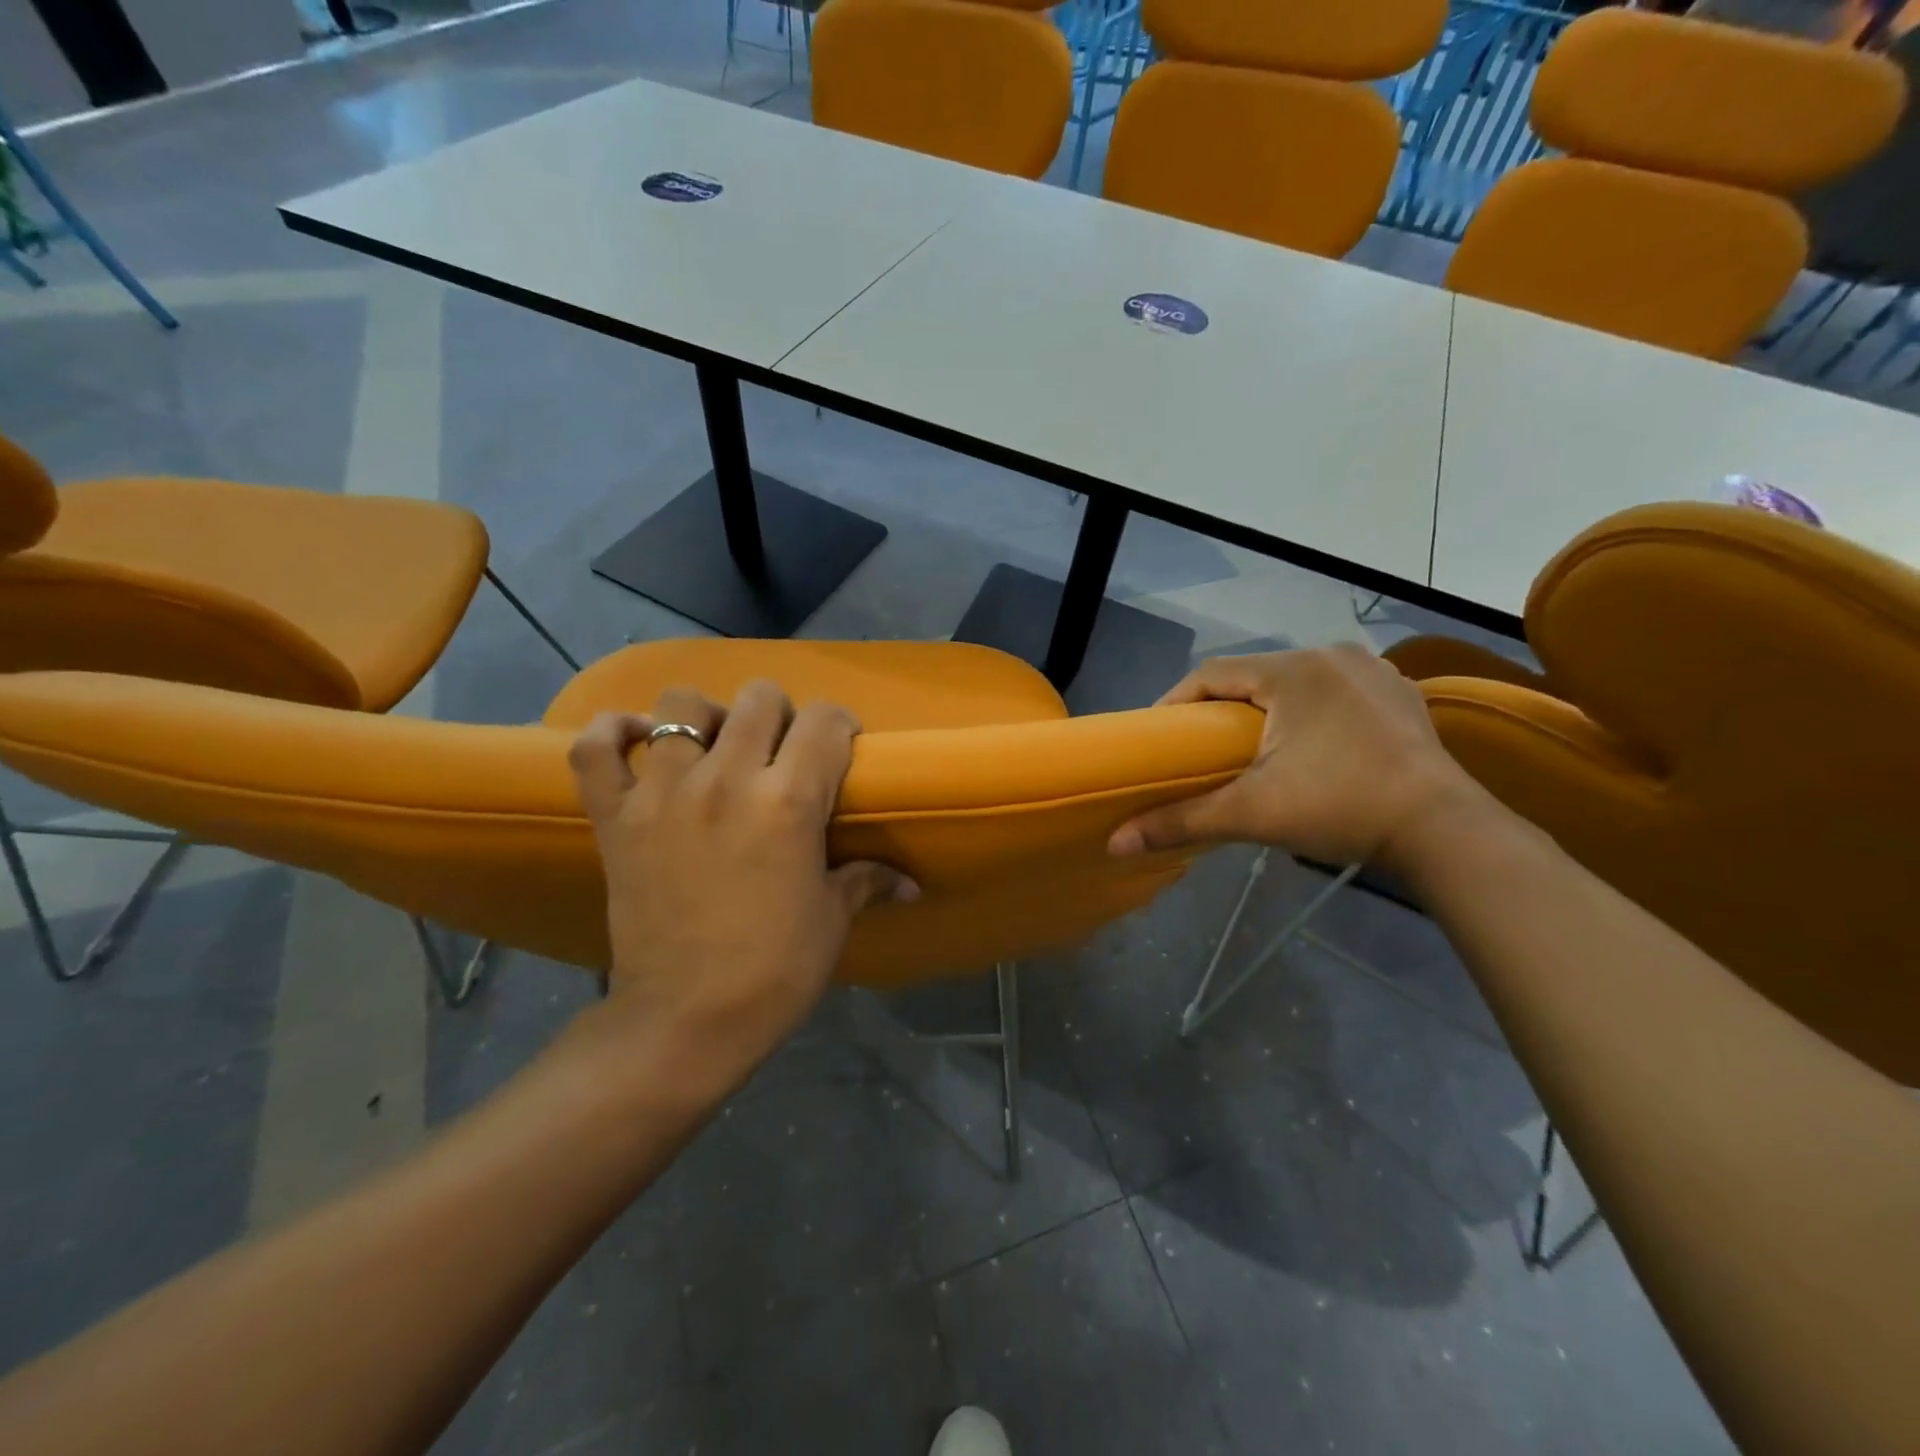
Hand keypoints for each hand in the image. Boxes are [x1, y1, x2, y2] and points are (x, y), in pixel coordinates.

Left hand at [568, 682, 916, 1094]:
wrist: (685, 1021)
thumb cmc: (774, 971)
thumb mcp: (832, 919)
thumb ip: (869, 880)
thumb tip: (913, 884)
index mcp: (789, 802)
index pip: (826, 722)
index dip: (840, 727)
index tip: (840, 748)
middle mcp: (726, 780)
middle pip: (759, 698)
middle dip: (781, 715)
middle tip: (781, 753)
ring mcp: (662, 793)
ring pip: (681, 705)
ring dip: (707, 717)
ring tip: (715, 749)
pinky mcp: (615, 817)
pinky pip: (596, 749)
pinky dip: (614, 734)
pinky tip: (640, 742)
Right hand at [1108, 645, 1483, 871]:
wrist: (1445, 831)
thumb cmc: (1340, 807)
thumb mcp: (1252, 813)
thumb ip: (1181, 821)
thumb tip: (1115, 842)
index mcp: (1292, 671)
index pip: (1211, 673)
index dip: (1176, 703)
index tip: (1159, 738)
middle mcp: (1332, 656)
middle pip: (1253, 675)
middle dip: (1222, 708)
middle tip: (1201, 749)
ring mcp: (1373, 672)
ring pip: (1295, 681)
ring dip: (1267, 708)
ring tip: (1250, 748)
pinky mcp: (1399, 695)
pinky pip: (1335, 691)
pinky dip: (1310, 711)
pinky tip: (1308, 743)